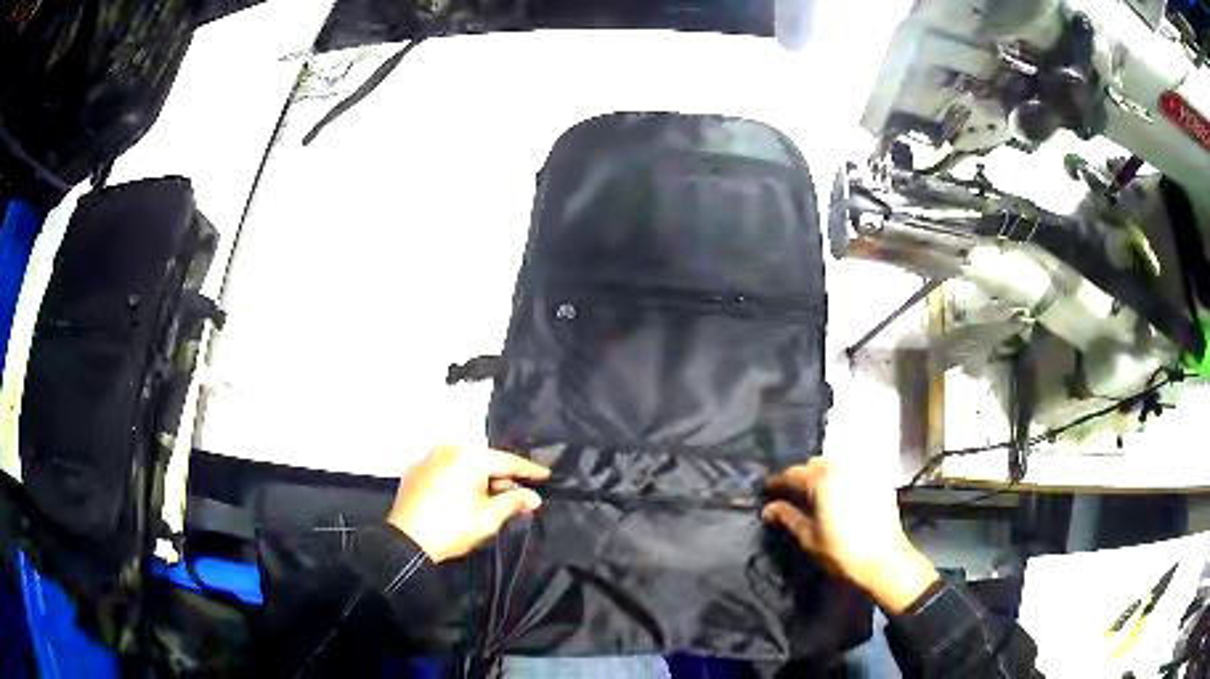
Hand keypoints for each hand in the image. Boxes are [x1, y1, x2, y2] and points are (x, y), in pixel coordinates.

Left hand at [387, 444, 549, 562]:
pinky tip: (462, 498)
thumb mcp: (489, 517)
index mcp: (470, 455)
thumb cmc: (453, 527)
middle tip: (516, 495)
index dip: (528, 470)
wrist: (408, 539)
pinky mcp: (415, 471)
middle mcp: (448, 448)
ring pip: (463, 463)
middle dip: (501, 476)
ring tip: (489, 500)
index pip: (507, 461)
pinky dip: (457, 479)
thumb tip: (533, 497)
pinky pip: (444, 469)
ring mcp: (428, 457)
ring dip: (478, 478)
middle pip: (484, 460)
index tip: (545, 475)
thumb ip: (513, 502)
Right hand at [762, 458, 938, 613]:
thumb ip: (787, 517)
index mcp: (822, 479)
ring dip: (822, 474)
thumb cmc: (841, 552)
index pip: (792, 474)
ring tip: (815, 493)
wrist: (884, 560)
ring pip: (835, 464)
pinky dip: (842, 477)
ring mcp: (863, 471)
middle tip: (791, 494)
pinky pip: (854, 470)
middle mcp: (843, 467)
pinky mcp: (878, 479)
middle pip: (815, 464)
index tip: (767, 491)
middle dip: (801, 476)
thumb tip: (769, 508)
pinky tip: (839, 493)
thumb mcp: (808, 538)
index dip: (777, 482)